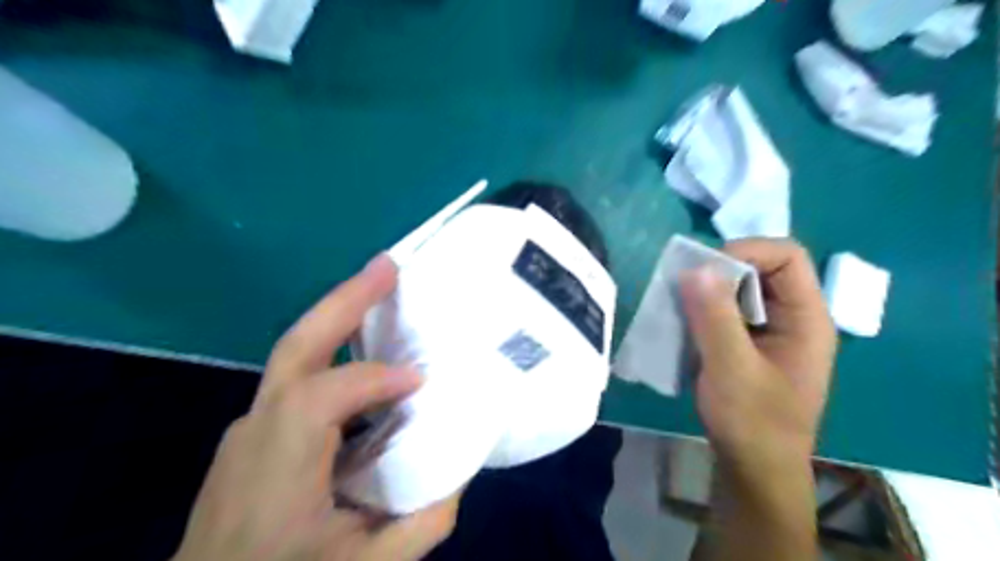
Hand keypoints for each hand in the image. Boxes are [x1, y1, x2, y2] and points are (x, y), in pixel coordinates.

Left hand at [174, 253, 460, 559]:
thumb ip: (423, 521)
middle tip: (388, 266)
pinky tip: (365, 347)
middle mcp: (257, 429)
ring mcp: (250, 425)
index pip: (324, 397)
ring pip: (296, 352)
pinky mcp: (255, 429)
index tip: (420, 381)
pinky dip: (335, 348)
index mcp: (279, 466)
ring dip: (341, 314)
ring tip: (381, 286)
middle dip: (346, 299)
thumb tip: (462, 469)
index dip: (376, 379)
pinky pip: (301, 375)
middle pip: (298, 346)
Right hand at [679, 240, 837, 478]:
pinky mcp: (748, 342)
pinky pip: (726, 310)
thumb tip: (695, 267)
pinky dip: (702, 309)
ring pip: (739, 289)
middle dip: (720, 271)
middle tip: (683, 288)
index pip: (786, 257)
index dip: (746, 251)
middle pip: (760, 268)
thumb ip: (715, 317)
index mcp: (806, 318)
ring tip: (678, 305)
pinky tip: (683, 324)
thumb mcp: (732, 369)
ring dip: (707, 291)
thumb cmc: (752, 423)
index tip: (704, 271)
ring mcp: (769, 330)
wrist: (754, 467)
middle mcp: (792, 316)